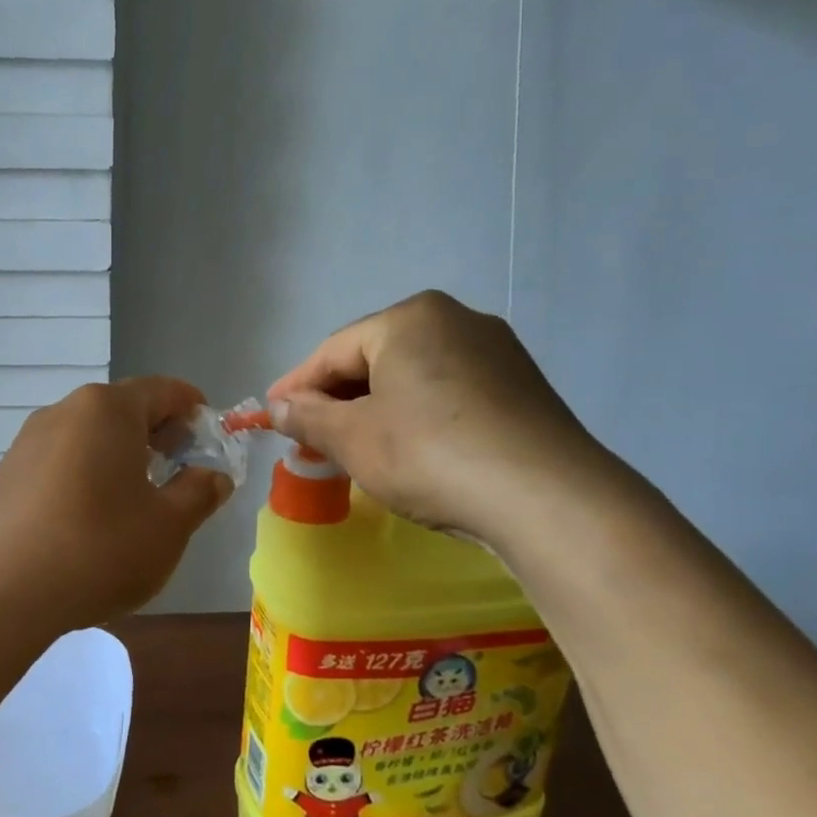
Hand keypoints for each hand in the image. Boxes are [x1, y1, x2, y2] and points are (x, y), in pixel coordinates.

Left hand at [0, 378, 232, 633]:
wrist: (5, 592)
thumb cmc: (100, 549)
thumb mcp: (169, 526)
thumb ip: (199, 492)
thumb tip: (213, 476)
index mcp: (108, 409)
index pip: (163, 390)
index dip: (192, 409)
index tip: (209, 436)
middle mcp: (64, 411)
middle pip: (122, 409)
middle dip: (156, 432)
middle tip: (178, 469)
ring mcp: (28, 441)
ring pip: (87, 435)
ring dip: (118, 454)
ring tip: (134, 496)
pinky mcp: (7, 473)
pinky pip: (59, 460)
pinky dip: (84, 473)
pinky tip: (88, 516)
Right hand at [266, 291, 607, 544]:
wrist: (547, 498)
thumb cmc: (429, 455)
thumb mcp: (353, 438)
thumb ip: (307, 418)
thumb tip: (277, 408)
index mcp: (409, 318)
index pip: (333, 351)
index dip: (295, 387)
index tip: (269, 416)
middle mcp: (455, 320)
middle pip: (374, 359)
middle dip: (337, 399)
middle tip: (311, 437)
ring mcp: (496, 351)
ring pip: (412, 376)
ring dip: (376, 408)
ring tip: (356, 447)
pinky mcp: (521, 386)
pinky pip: (448, 392)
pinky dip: (416, 415)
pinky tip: (410, 449)